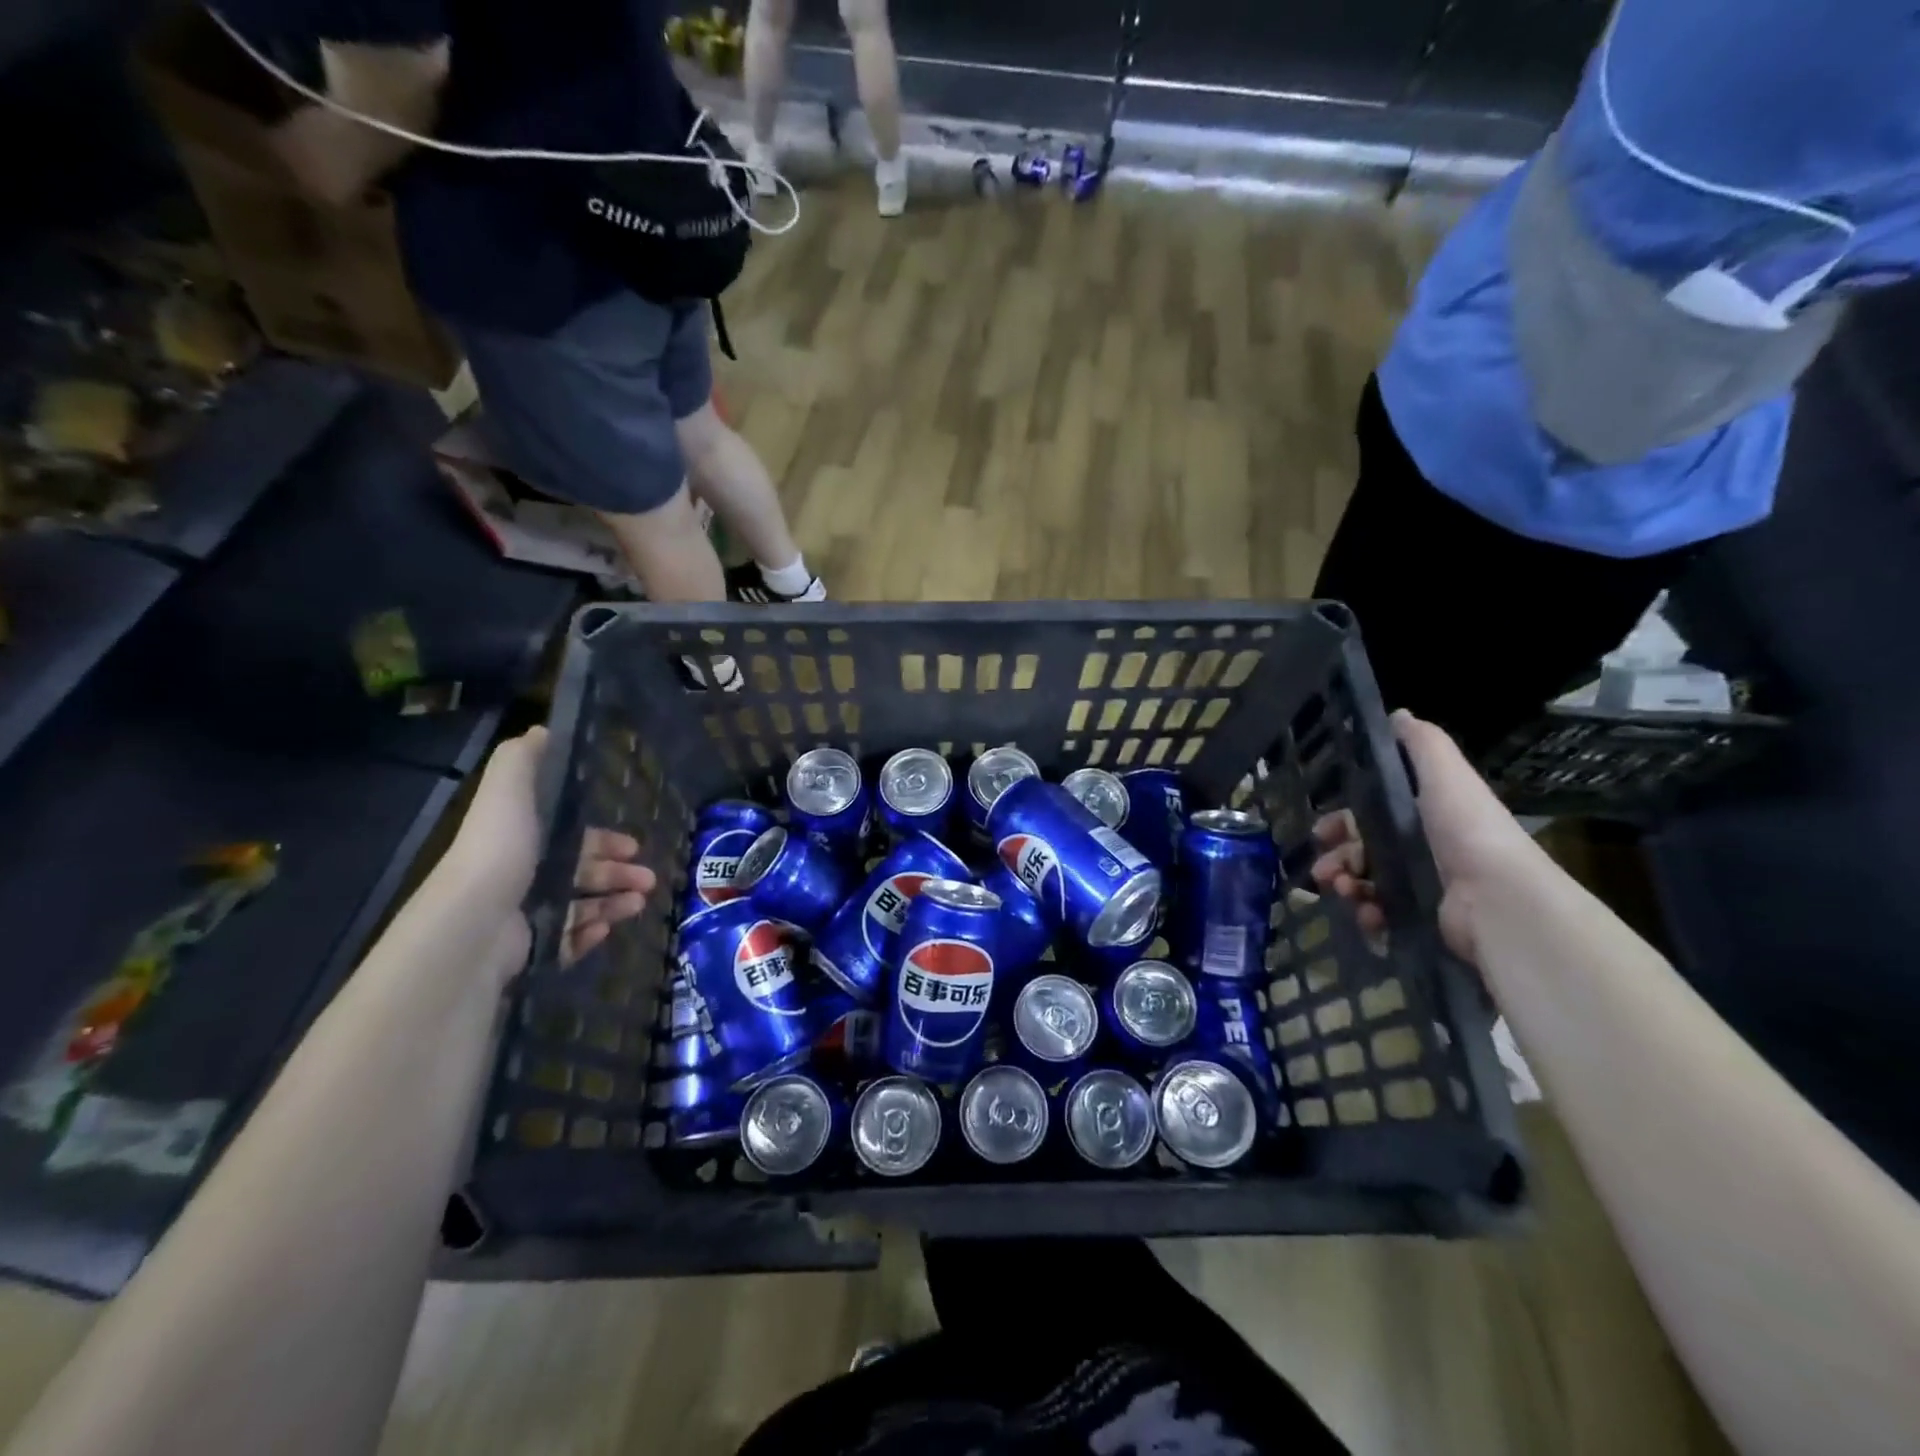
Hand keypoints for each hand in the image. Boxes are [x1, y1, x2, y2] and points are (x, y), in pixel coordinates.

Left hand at [439, 728, 655, 965]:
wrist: (472, 926)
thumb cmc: (498, 854)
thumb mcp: (508, 793)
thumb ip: (522, 761)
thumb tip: (542, 729)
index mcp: (518, 842)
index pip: (568, 838)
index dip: (602, 840)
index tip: (633, 844)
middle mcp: (518, 878)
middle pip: (579, 873)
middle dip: (617, 873)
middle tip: (648, 878)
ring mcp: (521, 917)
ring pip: (579, 907)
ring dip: (613, 902)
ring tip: (639, 903)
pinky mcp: (525, 953)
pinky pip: (566, 943)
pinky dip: (588, 934)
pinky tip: (607, 929)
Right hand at [1311, 710, 1535, 963]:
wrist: (1497, 899)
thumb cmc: (1466, 831)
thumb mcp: (1446, 775)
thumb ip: (1422, 745)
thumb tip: (1398, 714)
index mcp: (1424, 816)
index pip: (1370, 816)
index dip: (1342, 821)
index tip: (1322, 831)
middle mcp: (1421, 849)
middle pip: (1362, 851)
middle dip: (1336, 858)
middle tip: (1324, 869)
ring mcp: (1421, 887)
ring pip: (1365, 883)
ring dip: (1345, 885)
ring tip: (1344, 890)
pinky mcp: (1421, 919)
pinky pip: (1380, 915)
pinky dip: (1367, 914)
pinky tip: (1367, 913)